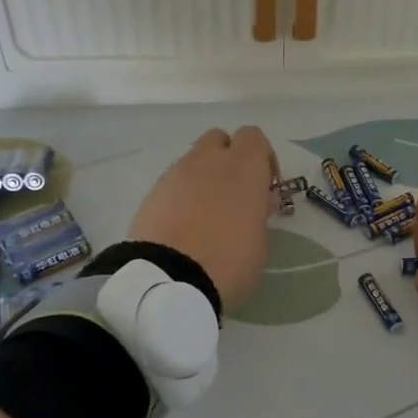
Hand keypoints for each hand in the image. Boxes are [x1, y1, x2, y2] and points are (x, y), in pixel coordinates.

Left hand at [128, 126, 277, 309]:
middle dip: (228, 159)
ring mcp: (176, 174)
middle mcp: (208, 161)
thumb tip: (257, 201)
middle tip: (235, 193)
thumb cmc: (228, 262)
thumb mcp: (260, 244)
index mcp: (243, 167)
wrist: (168, 281)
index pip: (254, 137)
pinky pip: (173, 183)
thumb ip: (259, 213)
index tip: (265, 187)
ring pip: (194, 160)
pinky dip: (181, 195)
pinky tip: (184, 225)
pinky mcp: (152, 192)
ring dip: (204, 177)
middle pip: (219, 139)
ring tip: (206, 214)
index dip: (262, 158)